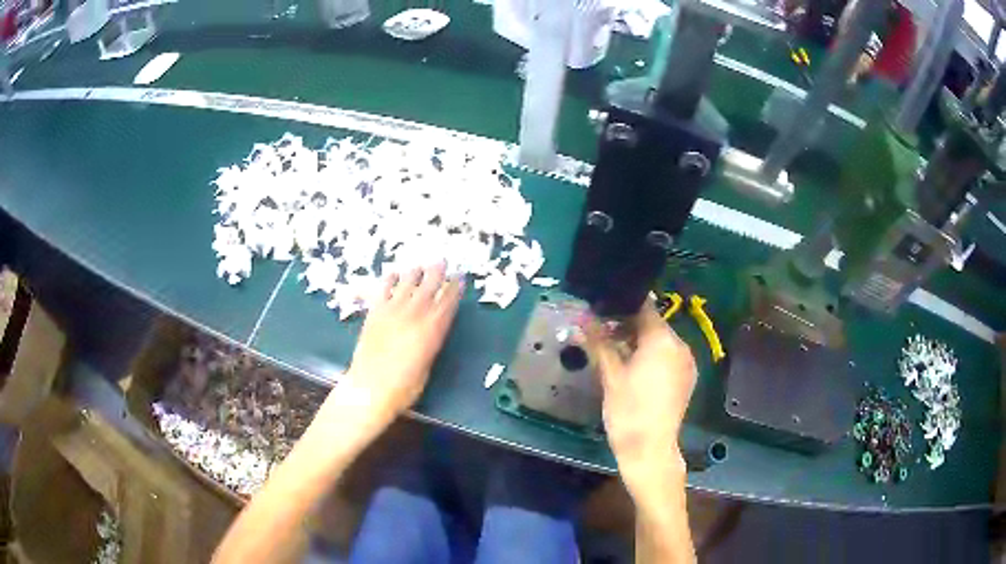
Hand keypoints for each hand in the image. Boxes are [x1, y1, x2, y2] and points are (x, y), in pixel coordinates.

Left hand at [314, 263, 463, 436]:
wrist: (370, 388)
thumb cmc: (404, 387)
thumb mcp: (427, 366)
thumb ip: (431, 342)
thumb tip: (431, 330)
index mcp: (432, 329)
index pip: (447, 302)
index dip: (455, 288)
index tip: (460, 277)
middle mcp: (414, 314)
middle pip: (428, 286)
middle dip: (437, 273)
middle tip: (442, 262)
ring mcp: (392, 311)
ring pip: (407, 284)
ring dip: (415, 273)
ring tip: (420, 266)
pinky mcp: (375, 313)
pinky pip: (384, 290)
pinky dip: (390, 281)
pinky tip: (394, 275)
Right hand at [586, 298, 696, 499]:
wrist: (650, 450)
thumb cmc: (627, 411)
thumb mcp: (610, 374)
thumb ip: (599, 341)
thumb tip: (581, 316)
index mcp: (663, 339)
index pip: (644, 307)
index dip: (621, 306)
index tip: (602, 310)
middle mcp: (681, 345)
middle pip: (653, 324)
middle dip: (628, 326)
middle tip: (602, 335)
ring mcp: (687, 362)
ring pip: (661, 341)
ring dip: (639, 342)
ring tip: (615, 354)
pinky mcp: (687, 378)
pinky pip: (669, 357)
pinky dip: (653, 357)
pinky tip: (635, 371)